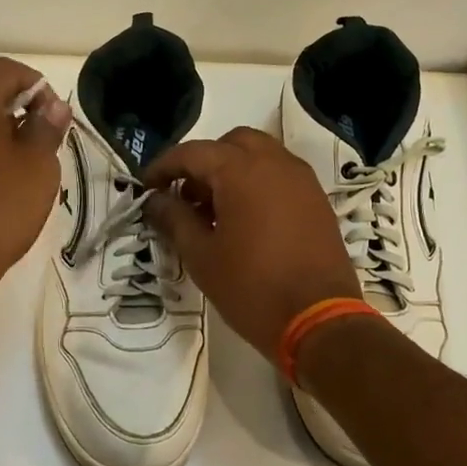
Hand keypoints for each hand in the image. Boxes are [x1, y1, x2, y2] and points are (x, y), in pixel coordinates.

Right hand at [141, 126, 360, 357]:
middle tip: (186, 198)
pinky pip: (280, 176)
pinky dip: (257, 184)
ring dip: (232, 171)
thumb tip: (154, 200)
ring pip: (259, 156)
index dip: (163, 167)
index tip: (146, 189)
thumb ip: (174, 219)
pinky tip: (245, 222)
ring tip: (214, 212)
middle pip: (230, 144)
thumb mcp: (201, 256)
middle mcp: (275, 163)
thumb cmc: (251, 288)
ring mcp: (302, 180)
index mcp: (242, 171)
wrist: (319, 321)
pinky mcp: (317, 201)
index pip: (192, 152)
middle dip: (203, 163)